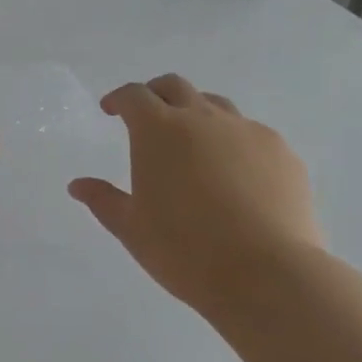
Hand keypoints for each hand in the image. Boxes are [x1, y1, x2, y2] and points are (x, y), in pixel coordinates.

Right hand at [68, 74, 322, 323]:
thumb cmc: (184, 250)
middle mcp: (203, 118)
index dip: (119, 99)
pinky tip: (236, 175)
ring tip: (193, 144)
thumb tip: (78, 185)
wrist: (268, 274)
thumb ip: (103, 200)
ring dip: (198, 114)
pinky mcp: (282, 153)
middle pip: (176, 87)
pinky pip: (252, 135)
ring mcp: (248, 132)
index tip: (111, 110)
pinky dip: (234, 143)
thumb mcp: (131, 228)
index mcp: (159, 130)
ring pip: (217, 106)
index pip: (134, 95)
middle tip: (148, 116)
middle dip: (156, 95)